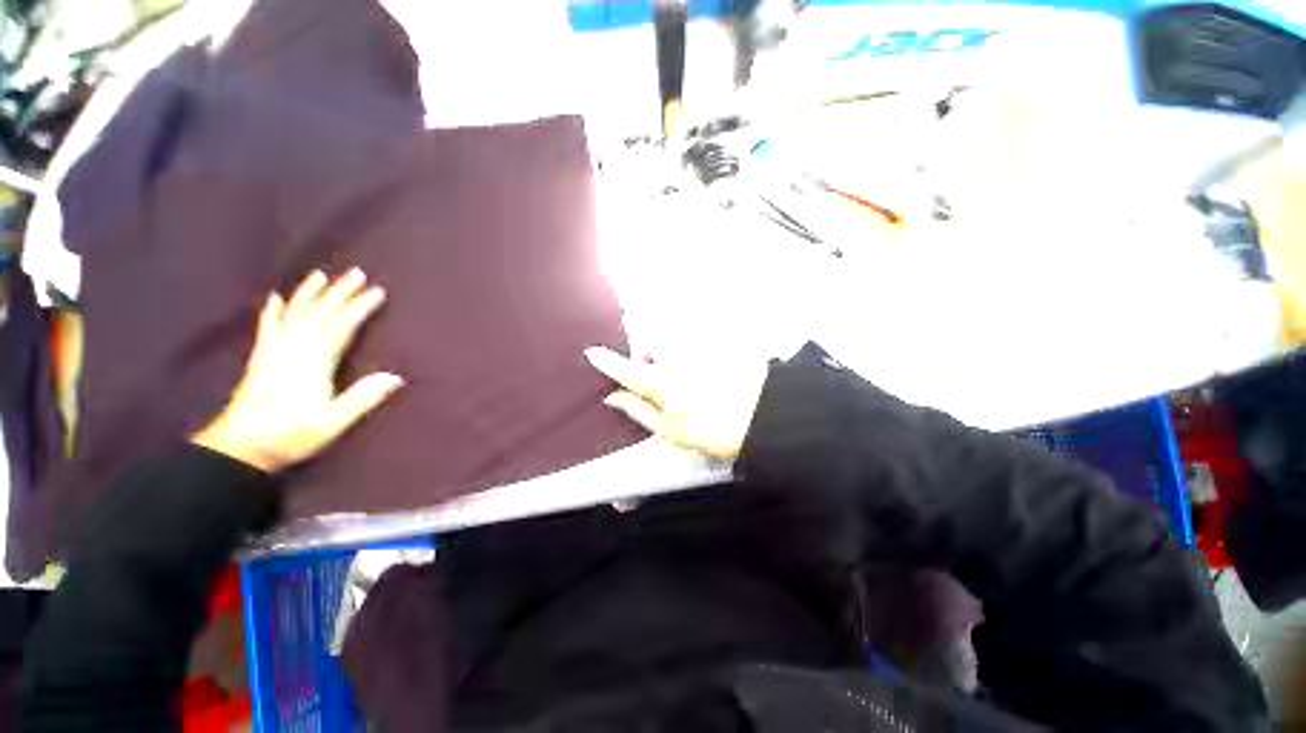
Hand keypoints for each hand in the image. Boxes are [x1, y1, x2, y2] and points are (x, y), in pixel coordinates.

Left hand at [193, 269, 403, 471]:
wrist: (240, 447)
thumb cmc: (291, 434)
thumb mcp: (333, 421)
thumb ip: (363, 397)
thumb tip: (396, 377)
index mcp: (314, 361)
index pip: (341, 325)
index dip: (360, 307)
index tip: (378, 291)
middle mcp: (293, 348)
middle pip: (319, 312)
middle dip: (340, 291)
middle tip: (357, 273)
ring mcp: (274, 350)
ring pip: (295, 313)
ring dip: (310, 293)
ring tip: (321, 275)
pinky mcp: (260, 357)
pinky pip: (268, 326)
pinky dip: (274, 310)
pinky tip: (276, 298)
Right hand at [585, 347, 766, 459]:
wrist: (761, 416)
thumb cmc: (711, 430)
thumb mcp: (669, 430)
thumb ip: (637, 410)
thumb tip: (613, 397)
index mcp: (660, 384)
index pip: (624, 369)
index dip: (606, 362)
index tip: (592, 353)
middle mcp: (674, 358)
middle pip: (648, 347)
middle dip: (646, 355)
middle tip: (659, 375)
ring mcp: (695, 346)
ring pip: (670, 339)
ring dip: (669, 349)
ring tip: (688, 373)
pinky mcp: (714, 338)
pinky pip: (693, 336)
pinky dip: (691, 345)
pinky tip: (705, 367)